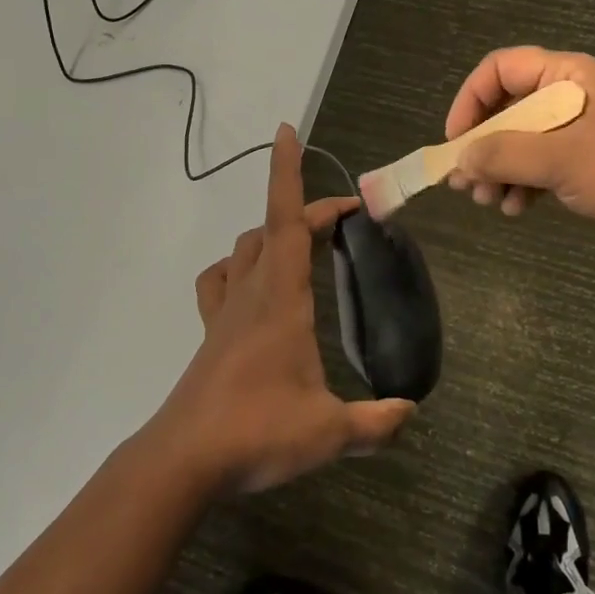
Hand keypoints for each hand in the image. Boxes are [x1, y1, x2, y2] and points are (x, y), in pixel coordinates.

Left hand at [147, 125, 415, 493]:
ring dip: (271, 235)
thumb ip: (375, 422)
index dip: (287, 173)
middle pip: (272, 228)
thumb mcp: (329, 432)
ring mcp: (225, 312)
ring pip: (243, 249)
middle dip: (306, 211)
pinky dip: (236, 269)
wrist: (184, 460)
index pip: (286, 220)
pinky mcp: (211, 335)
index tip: (287, 133)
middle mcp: (251, 293)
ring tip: (300, 247)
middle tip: (342, 220)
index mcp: (281, 299)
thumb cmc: (257, 432)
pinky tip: (250, 287)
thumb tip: (410, 412)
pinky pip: (218, 282)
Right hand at [444, 47, 594, 252]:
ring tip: (489, 203)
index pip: (499, 70)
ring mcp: (580, 130)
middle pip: (506, 109)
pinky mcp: (589, 162)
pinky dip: (523, 184)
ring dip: (499, 171)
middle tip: (466, 184)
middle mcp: (569, 96)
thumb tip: (460, 160)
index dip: (469, 101)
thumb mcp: (563, 160)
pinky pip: (541, 165)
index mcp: (566, 77)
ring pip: (520, 142)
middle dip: (482, 146)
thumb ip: (504, 155)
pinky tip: (517, 209)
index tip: (456, 142)